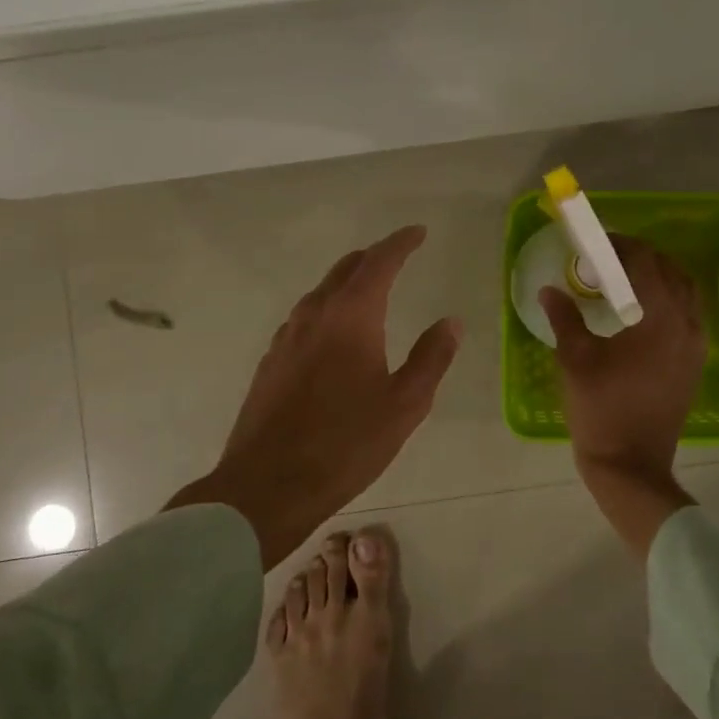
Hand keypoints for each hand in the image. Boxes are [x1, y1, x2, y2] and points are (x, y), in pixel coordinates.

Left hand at [168, 226, 461, 567]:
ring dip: (347, 281)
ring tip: (369, 289)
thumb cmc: (346, 444)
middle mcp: (314, 316)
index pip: (379, 263)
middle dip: (373, 257)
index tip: (418, 232)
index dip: (400, 243)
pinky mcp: (271, 362)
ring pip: (320, 292)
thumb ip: (431, 358)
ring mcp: (286, 338)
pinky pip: (304, 318)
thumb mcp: (405, 404)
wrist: (267, 486)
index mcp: (351, 316)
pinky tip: (333, 333)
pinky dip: (327, 308)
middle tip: (397, 255)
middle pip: (345, 270)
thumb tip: (451, 322)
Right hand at [539, 236, 705, 557]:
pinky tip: (640, 313)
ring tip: (624, 281)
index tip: (598, 243)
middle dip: (641, 258)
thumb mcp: (575, 359)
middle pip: (672, 272)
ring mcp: (697, 346)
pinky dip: (668, 301)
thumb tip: (550, 290)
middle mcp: (688, 325)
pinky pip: (688, 316)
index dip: (622, 246)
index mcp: (661, 319)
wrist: (631, 466)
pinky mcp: (695, 364)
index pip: (646, 263)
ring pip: (685, 293)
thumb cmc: (601, 410)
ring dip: (658, 278)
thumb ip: (565, 317)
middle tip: (608, 259)